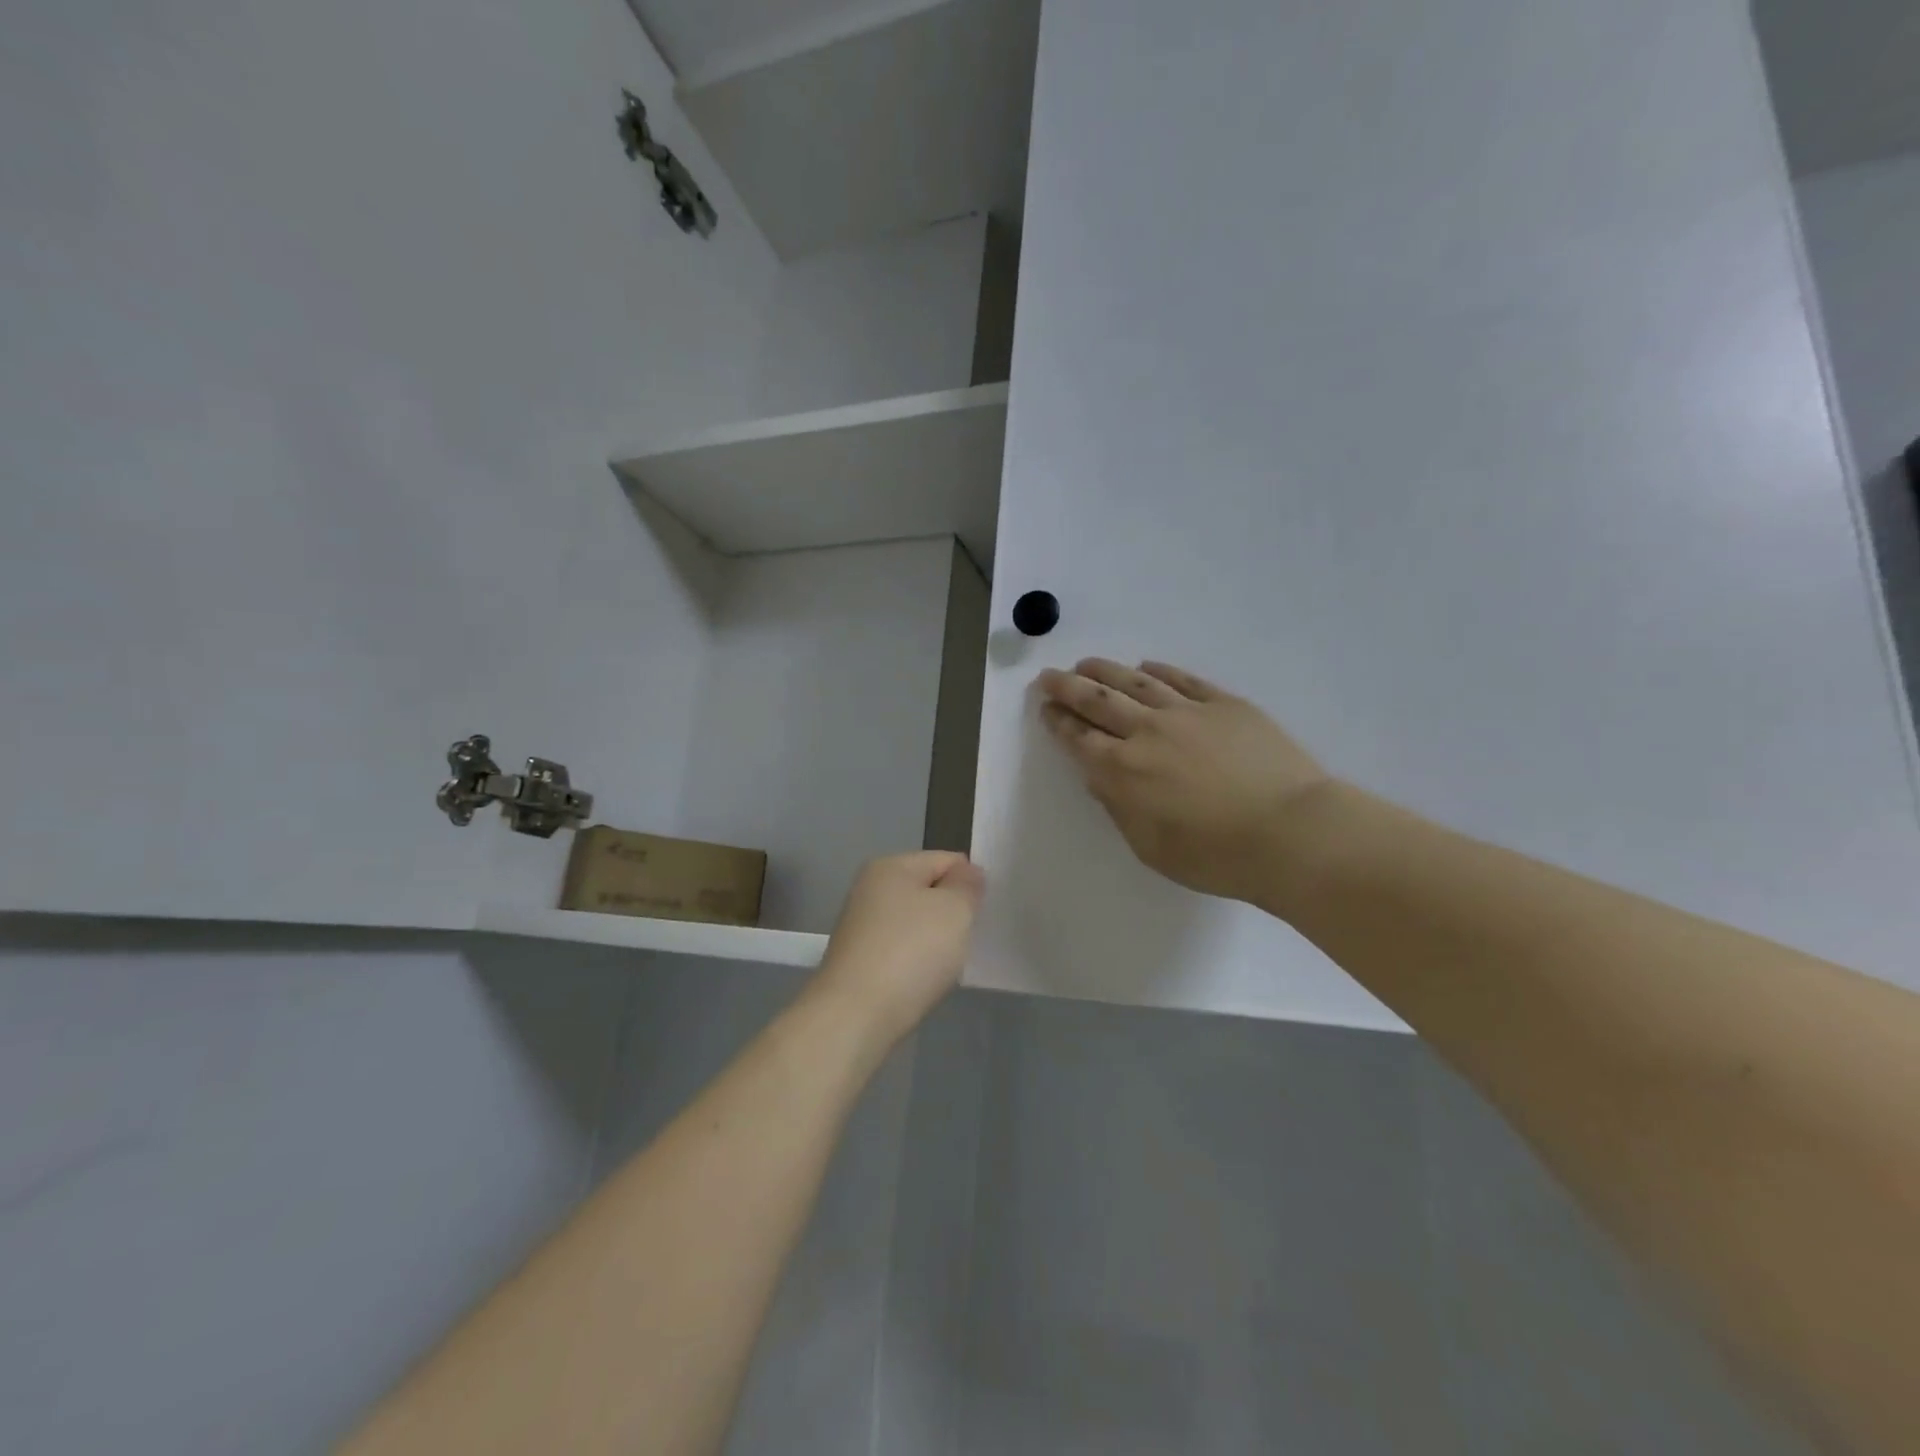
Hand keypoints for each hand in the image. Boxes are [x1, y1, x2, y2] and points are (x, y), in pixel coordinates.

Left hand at [811, 852, 984, 1043]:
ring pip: (914, 923)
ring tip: (947, 965)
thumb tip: (967, 872)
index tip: (984, 912)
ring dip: (935, 940)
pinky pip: (900, 951)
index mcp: (891, 866)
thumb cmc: (911, 952)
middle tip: (968, 939)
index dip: (970, 882)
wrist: (855, 1016)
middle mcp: (870, 889)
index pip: (945, 859)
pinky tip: (924, 981)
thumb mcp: (954, 910)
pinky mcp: (857, 961)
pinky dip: (916, 963)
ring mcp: (860, 926)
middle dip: (952, 912)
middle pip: (928, 891)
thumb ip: (967, 885)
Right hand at [1037, 659, 1331, 904]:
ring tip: (1087, 663)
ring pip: (1135, 681)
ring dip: (1105, 671)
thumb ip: (1119, 808)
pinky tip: (1146, 666)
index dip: (1058, 721)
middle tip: (1049, 676)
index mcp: (1123, 771)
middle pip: (1097, 700)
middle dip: (1067, 686)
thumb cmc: (1216, 855)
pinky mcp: (1224, 703)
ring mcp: (1187, 712)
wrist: (1291, 833)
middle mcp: (1147, 732)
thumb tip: (1099, 778)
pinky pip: (1182, 679)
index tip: (1045, 708)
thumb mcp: (1151, 847)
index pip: (1079, 738)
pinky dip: (1159, 670)